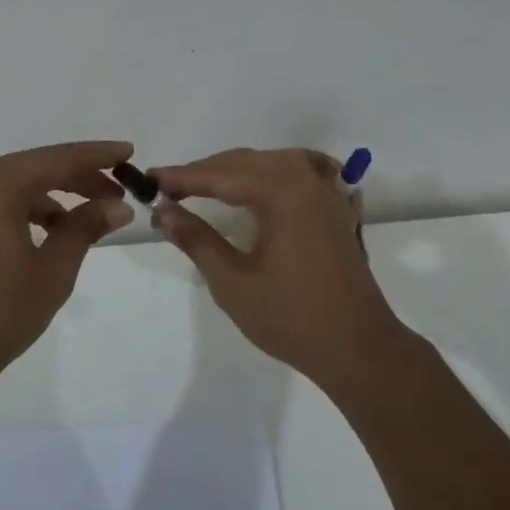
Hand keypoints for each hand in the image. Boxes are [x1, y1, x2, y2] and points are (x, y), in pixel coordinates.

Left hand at [0, 140, 135, 381]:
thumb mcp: (52, 271)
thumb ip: (84, 229)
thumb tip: (117, 207)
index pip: (56, 159)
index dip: (96, 155)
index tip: (128, 152)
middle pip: (32, 169)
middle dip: (76, 178)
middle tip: (116, 193)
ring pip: (10, 187)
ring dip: (49, 197)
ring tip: (83, 220)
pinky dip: (21, 211)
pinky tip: (43, 234)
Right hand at [152, 147, 402, 388]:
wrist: (358, 348)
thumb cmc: (291, 318)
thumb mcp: (232, 282)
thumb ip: (196, 240)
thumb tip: (163, 211)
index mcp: (281, 194)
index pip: (222, 174)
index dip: (183, 177)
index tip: (150, 179)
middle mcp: (306, 182)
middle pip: (247, 161)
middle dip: (207, 171)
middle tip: (170, 187)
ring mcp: (326, 194)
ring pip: (274, 162)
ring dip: (238, 169)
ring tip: (206, 184)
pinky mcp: (336, 210)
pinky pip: (301, 172)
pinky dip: (275, 171)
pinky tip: (266, 180)